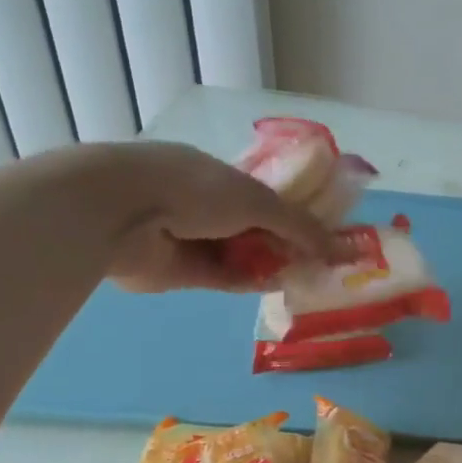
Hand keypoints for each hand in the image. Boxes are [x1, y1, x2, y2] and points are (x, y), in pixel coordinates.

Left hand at [98, 142, 331, 292]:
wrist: (121, 213)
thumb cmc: (192, 189)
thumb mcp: (257, 200)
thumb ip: (300, 226)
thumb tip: (341, 248)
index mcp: (220, 176)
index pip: (266, 197)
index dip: (296, 215)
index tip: (323, 233)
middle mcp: (206, 205)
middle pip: (256, 228)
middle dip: (287, 244)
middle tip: (322, 262)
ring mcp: (191, 239)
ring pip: (241, 254)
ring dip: (272, 265)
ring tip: (309, 277)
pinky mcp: (180, 272)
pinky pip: (224, 277)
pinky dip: (249, 280)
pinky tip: (278, 286)